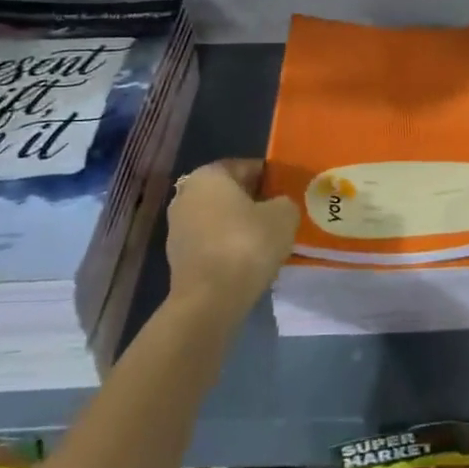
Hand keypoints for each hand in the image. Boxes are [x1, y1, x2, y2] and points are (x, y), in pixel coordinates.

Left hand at [164, 159, 298, 324]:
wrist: (209, 300)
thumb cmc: (246, 244)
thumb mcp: (283, 215)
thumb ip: (285, 202)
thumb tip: (279, 207)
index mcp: (208, 175)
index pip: (247, 167)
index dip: (272, 178)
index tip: (289, 192)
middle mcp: (187, 195)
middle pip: (230, 193)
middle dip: (255, 202)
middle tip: (281, 215)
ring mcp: (178, 228)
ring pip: (220, 219)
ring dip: (241, 226)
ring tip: (268, 241)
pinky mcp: (178, 258)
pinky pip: (212, 243)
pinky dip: (229, 247)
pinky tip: (249, 261)